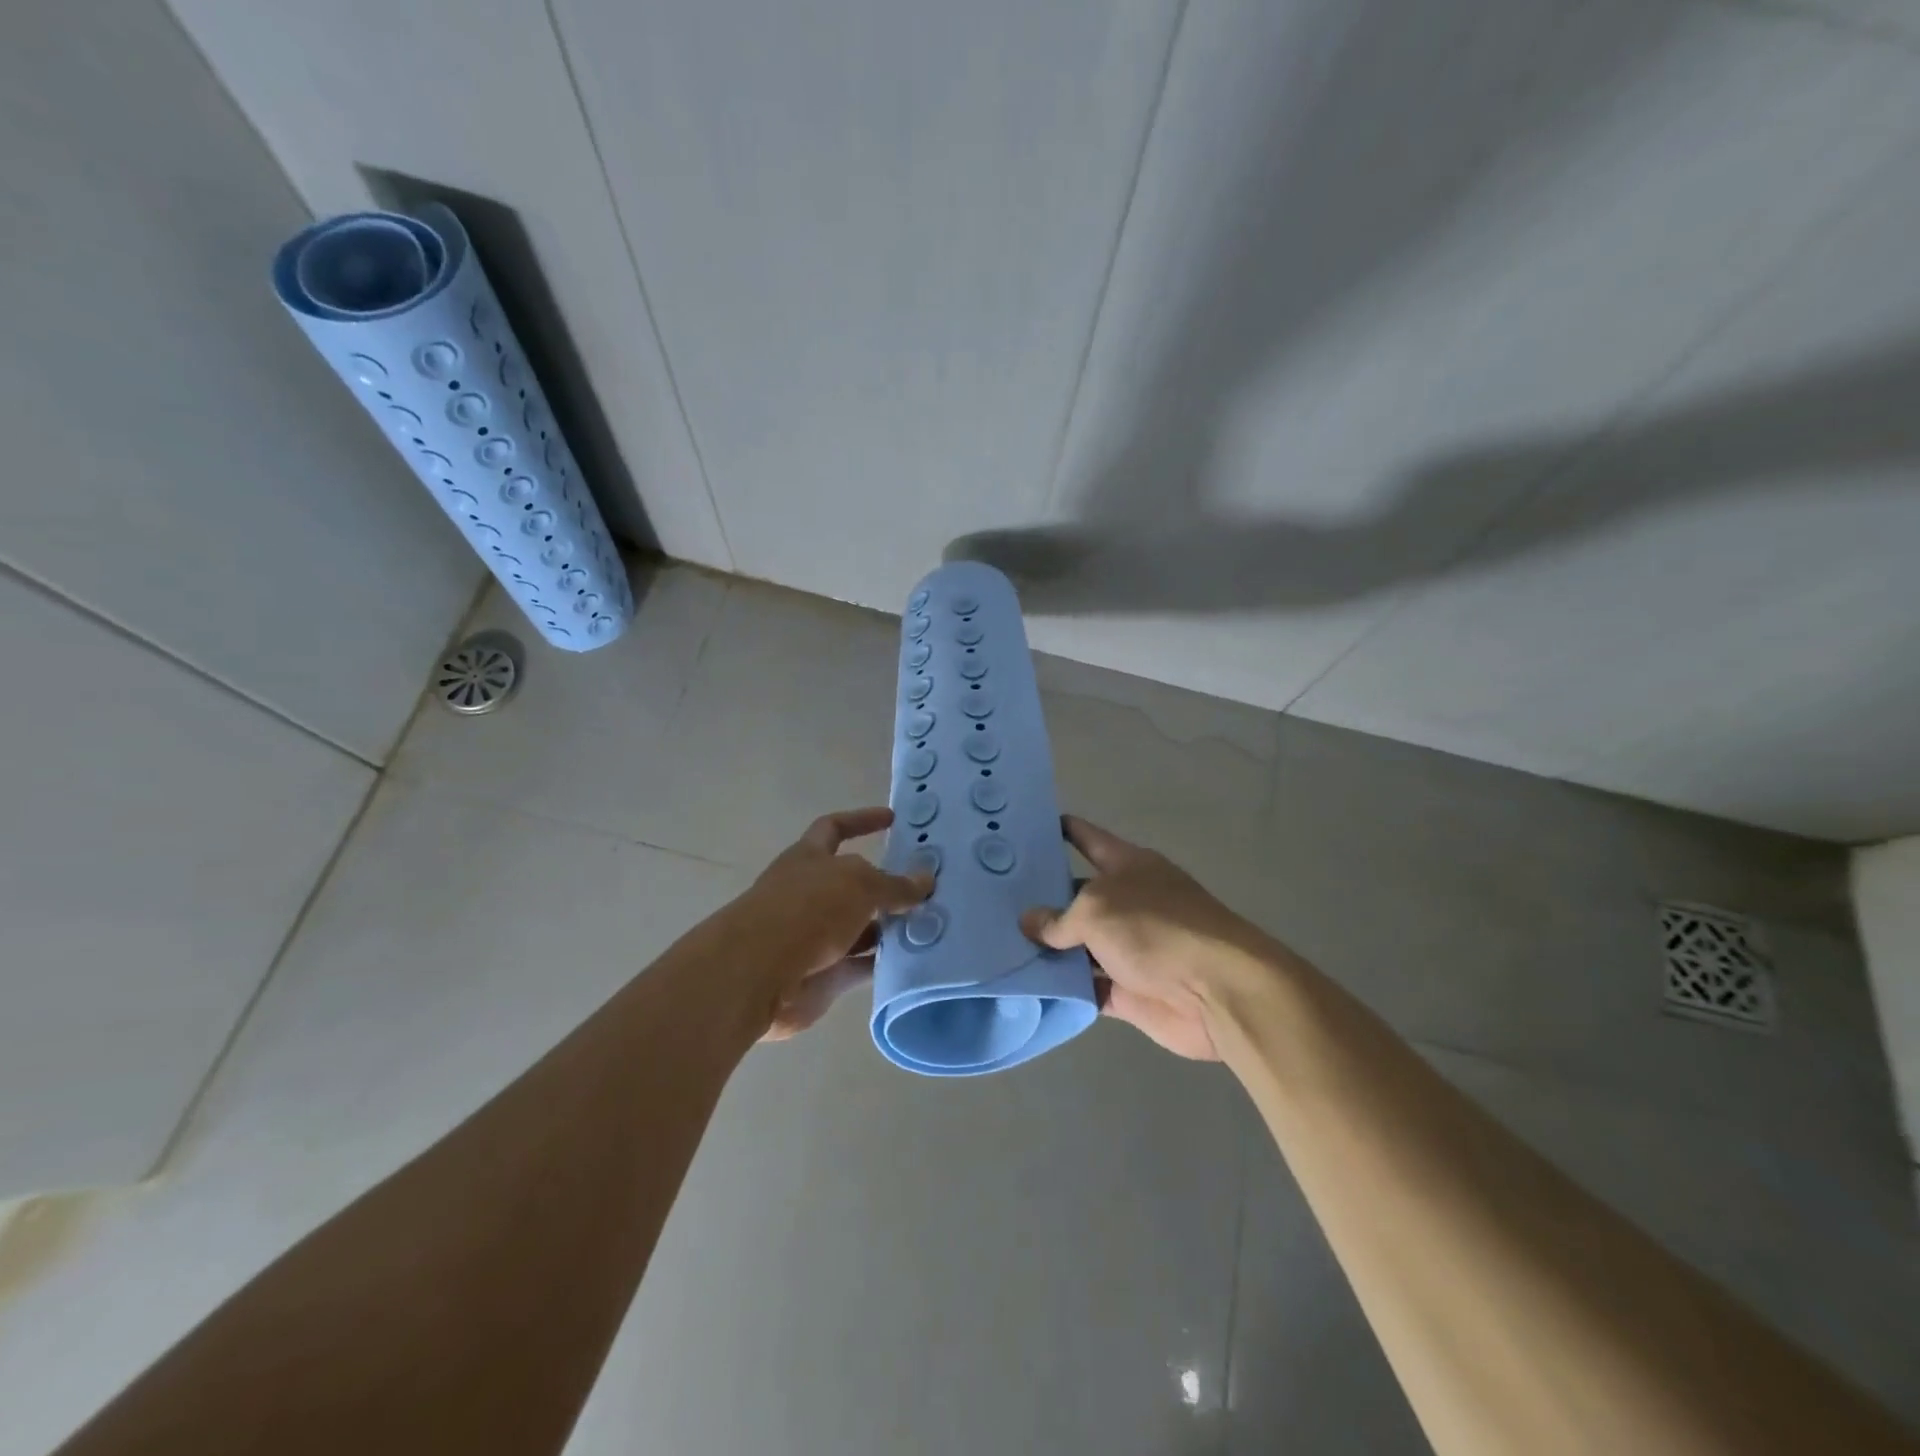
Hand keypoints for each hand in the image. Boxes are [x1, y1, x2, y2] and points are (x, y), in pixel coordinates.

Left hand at [735, 808, 931, 1040]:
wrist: (758, 974)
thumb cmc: (807, 909)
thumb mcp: (858, 884)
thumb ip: (894, 884)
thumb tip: (925, 879)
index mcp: (808, 858)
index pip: (835, 827)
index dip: (861, 820)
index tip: (892, 819)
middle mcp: (809, 892)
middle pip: (853, 883)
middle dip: (886, 885)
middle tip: (928, 887)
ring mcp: (814, 936)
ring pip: (860, 927)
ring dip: (889, 927)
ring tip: (931, 925)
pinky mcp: (822, 975)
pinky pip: (860, 965)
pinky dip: (883, 963)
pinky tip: (915, 961)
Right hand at [1021, 816, 1260, 1060]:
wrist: (1217, 991)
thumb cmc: (1157, 929)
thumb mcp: (1097, 909)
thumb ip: (1059, 918)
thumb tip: (1031, 923)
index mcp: (1128, 867)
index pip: (1087, 839)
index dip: (1062, 830)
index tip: (1027, 827)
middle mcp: (1127, 903)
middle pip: (1076, 896)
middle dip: (1040, 898)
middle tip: (994, 899)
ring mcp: (1128, 948)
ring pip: (1077, 945)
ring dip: (1047, 948)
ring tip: (997, 943)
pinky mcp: (1128, 991)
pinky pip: (1086, 986)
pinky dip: (1063, 988)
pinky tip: (1026, 986)